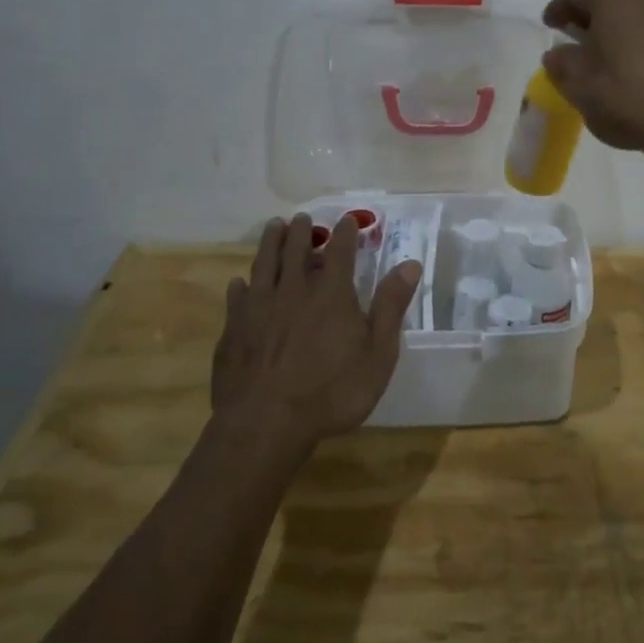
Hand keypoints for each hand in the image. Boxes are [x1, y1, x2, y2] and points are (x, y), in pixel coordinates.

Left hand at [211, 214, 421, 446]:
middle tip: (303, 218)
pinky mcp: (234, 330)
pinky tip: (239, 282)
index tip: (349, 220)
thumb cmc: (332, 392)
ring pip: (264, 265)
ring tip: (273, 227)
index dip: (346, 233)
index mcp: (331, 294)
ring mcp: (259, 309)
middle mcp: (293, 291)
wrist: (266, 424)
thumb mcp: (377, 354)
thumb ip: (391, 306)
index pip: (340, 252)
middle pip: (296, 251)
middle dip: (302, 232)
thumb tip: (410, 264)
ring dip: (270, 244)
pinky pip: (237, 298)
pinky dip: (241, 286)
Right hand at [541, 0, 643, 158]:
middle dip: (588, 14)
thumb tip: (559, 54)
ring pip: (632, 10)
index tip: (549, 26)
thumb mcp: (577, 82)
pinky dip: (634, 38)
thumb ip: (561, 62)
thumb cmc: (625, 93)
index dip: (558, 9)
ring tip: (600, 52)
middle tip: (572, 36)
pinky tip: (626, 63)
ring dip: (614, 26)